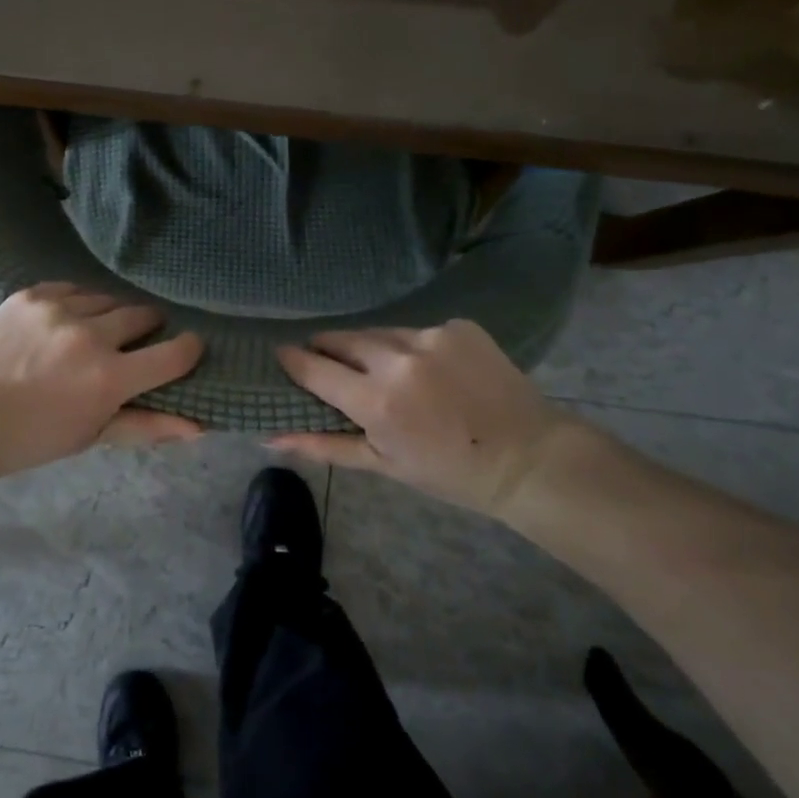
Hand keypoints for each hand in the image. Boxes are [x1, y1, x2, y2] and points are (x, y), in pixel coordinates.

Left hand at [0, 283, 203, 477]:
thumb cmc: (32, 438)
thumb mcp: (92, 436)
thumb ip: (147, 426)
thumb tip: (199, 427)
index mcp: (109, 377)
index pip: (174, 353)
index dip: (189, 349)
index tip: (188, 348)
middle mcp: (89, 334)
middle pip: (142, 315)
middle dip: (147, 328)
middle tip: (134, 343)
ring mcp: (57, 309)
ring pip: (106, 298)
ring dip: (110, 315)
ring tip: (96, 331)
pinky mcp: (30, 295)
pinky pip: (71, 287)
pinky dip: (77, 301)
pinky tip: (67, 318)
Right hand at [270, 321, 575, 517]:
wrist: (529, 457)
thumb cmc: (450, 472)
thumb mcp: (382, 464)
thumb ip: (322, 445)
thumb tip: (268, 437)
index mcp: (376, 399)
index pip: (314, 367)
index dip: (293, 361)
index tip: (281, 357)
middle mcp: (399, 358)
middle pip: (342, 339)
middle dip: (328, 350)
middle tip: (331, 367)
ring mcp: (432, 336)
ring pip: (379, 332)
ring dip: (370, 348)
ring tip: (384, 372)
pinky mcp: (458, 326)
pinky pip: (417, 331)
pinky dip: (411, 347)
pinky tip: (430, 370)